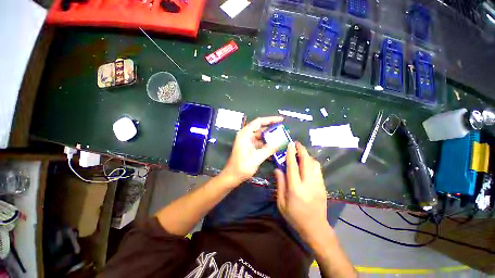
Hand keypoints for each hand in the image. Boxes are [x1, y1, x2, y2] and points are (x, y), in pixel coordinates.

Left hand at [222, 116, 283, 182]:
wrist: (232, 176)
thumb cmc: (242, 166)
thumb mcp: (257, 157)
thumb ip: (269, 149)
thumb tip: (279, 142)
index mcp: (245, 134)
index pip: (259, 122)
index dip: (270, 119)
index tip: (281, 120)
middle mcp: (246, 135)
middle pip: (261, 129)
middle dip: (272, 129)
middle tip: (284, 130)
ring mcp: (248, 141)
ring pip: (261, 137)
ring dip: (270, 138)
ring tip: (282, 139)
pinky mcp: (249, 147)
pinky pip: (260, 143)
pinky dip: (267, 145)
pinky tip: (275, 149)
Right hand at [275, 141, 328, 238]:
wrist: (315, 227)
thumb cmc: (294, 216)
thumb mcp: (281, 202)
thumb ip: (280, 184)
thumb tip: (277, 169)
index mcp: (295, 188)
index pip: (293, 166)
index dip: (291, 154)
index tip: (290, 144)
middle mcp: (308, 183)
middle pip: (306, 162)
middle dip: (302, 150)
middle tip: (297, 143)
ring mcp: (318, 184)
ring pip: (314, 164)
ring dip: (307, 155)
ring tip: (301, 152)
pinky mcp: (323, 186)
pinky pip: (318, 169)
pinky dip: (312, 162)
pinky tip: (307, 163)